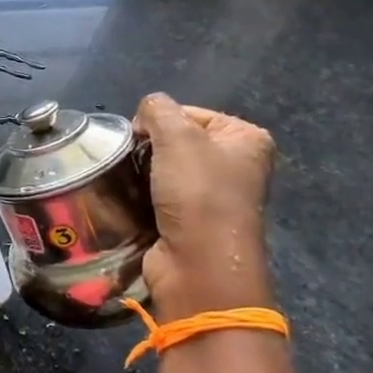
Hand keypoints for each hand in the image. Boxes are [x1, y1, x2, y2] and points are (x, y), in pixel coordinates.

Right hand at [134, 93, 276, 321]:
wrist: (198, 263)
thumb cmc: (198, 193)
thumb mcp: (177, 136)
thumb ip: (158, 110)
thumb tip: (144, 114)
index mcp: (246, 138)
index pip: (189, 112)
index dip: (159, 121)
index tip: (138, 138)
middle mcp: (235, 164)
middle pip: (176, 140)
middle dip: (148, 147)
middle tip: (130, 159)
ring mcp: (214, 195)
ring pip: (163, 169)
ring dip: (142, 173)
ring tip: (127, 180)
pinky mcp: (191, 219)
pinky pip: (159, 195)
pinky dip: (142, 195)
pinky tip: (130, 198)